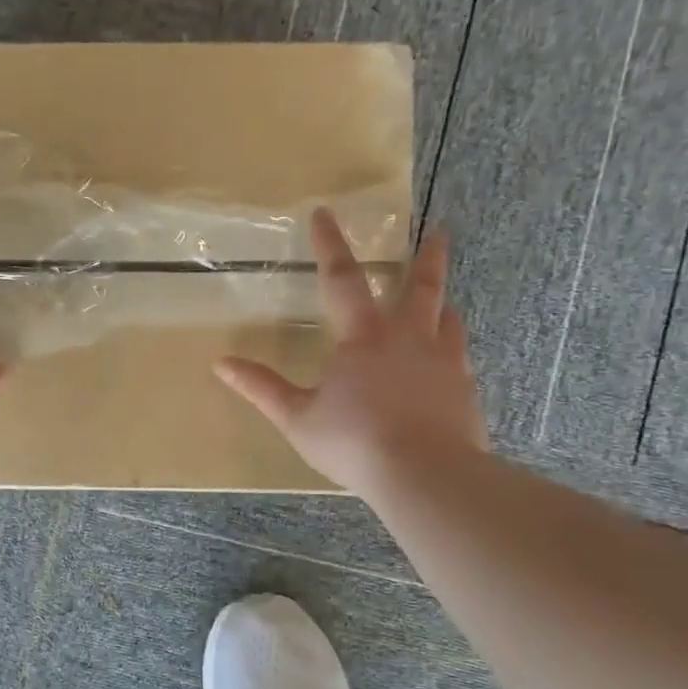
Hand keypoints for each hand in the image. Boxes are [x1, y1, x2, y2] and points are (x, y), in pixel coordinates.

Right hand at [215, 209, 486, 499]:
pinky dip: (452, 349)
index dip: (330, 244)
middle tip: (439, 230)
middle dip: (427, 256)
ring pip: (449, 319)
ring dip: (442, 301)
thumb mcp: (297, 417)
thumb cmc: (354, 442)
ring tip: (443, 299)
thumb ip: (262, 388)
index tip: (324, 212)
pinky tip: (450, 363)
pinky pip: (460, 358)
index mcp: (363, 337)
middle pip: (421, 286)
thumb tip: (221, 363)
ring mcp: (444, 363)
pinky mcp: (466, 390)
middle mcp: (409, 338)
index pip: (342, 279)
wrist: (426, 475)